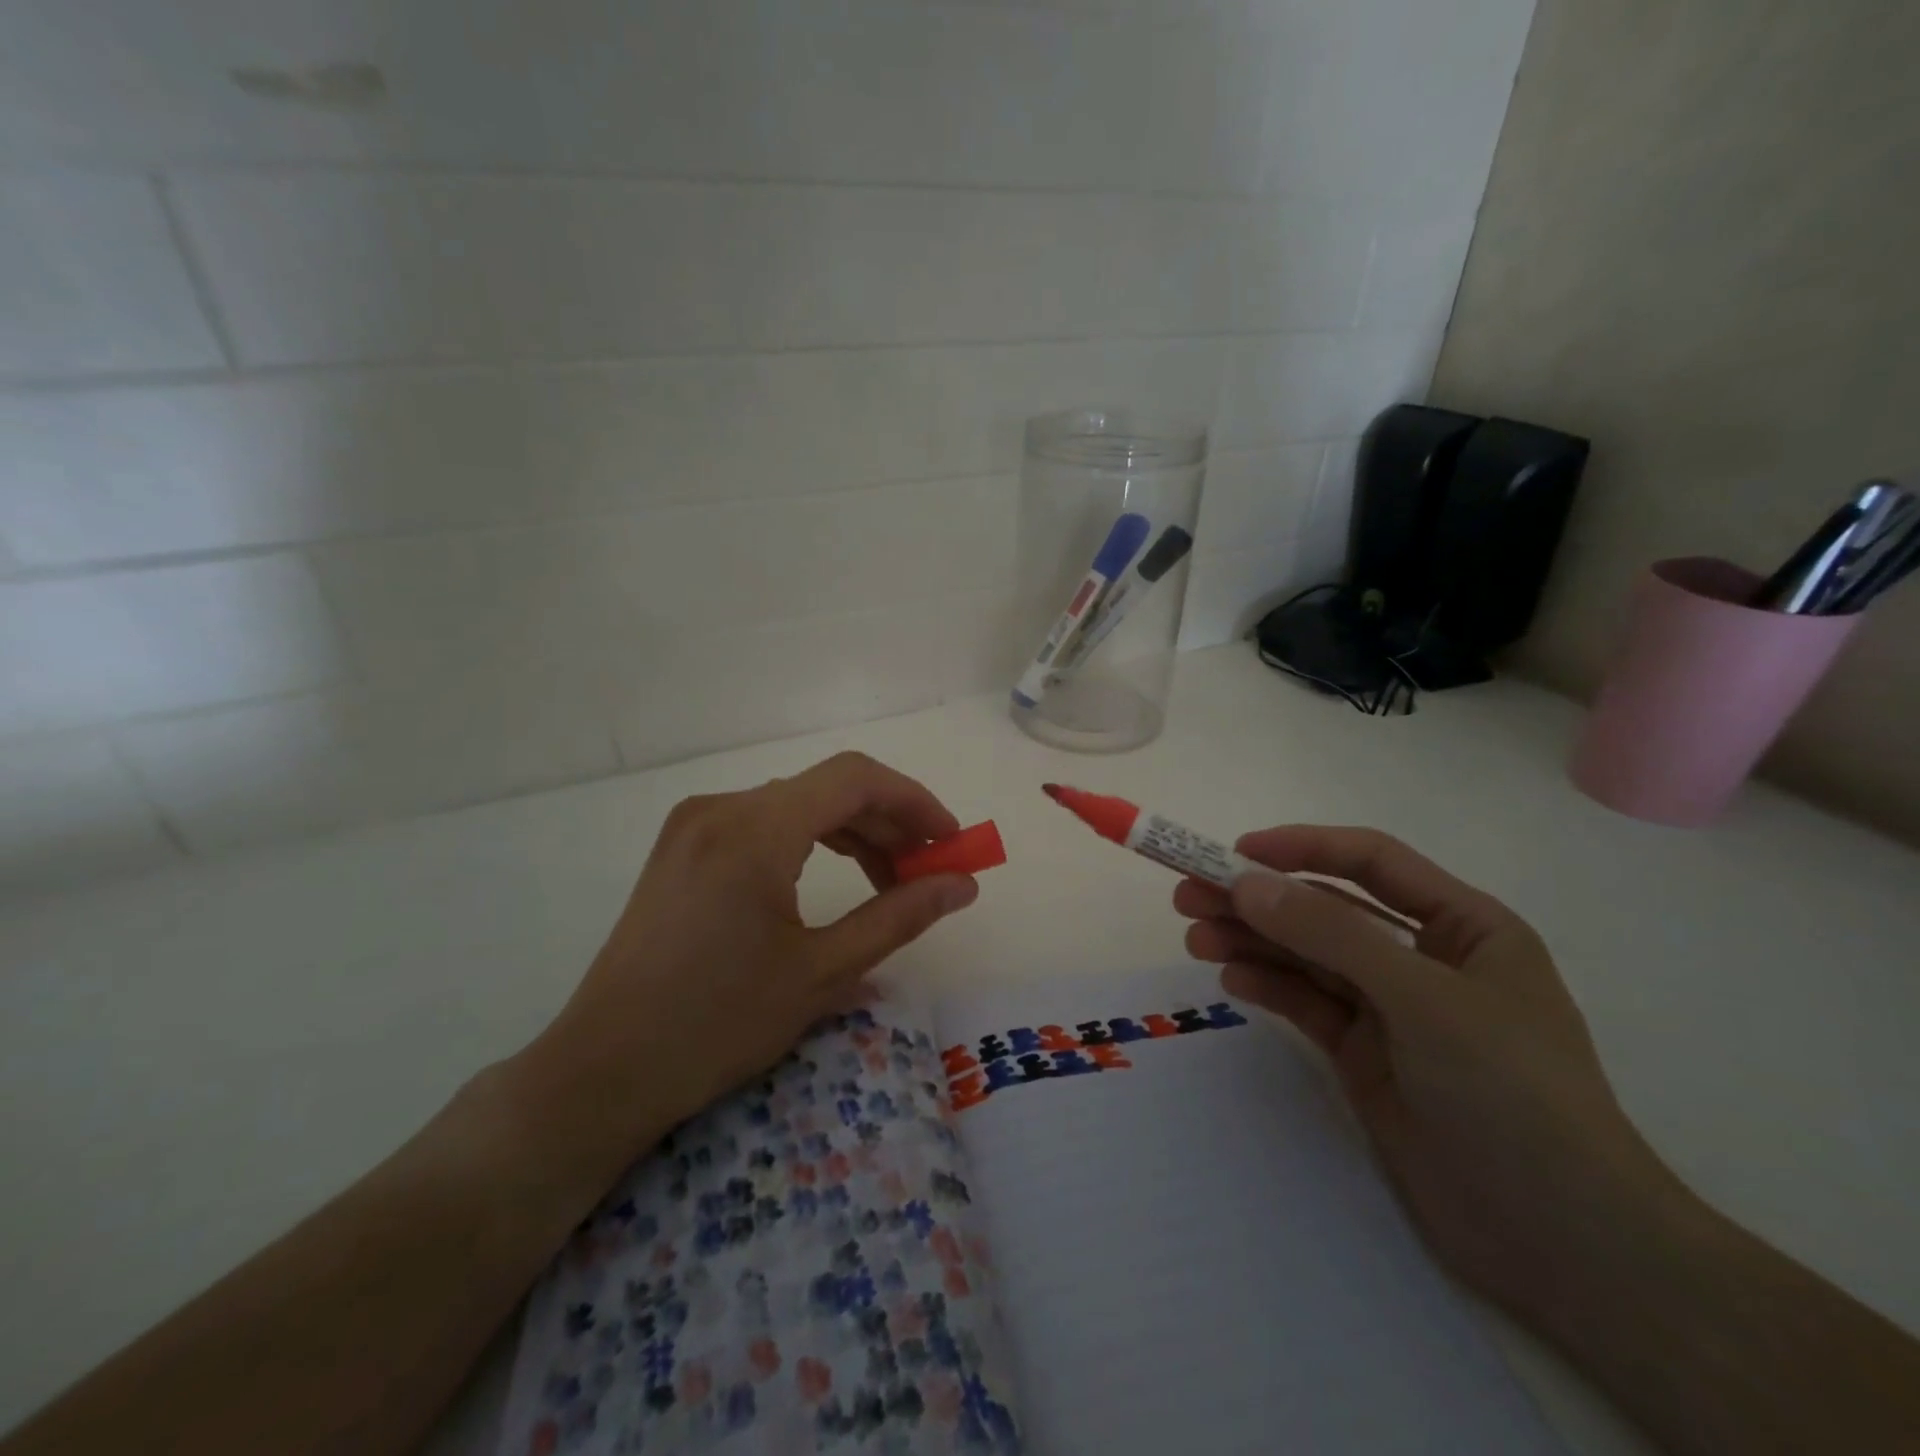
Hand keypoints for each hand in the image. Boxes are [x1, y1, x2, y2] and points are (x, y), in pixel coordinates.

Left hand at [523, 752, 979, 1161]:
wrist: (603, 1070)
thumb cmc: (717, 1025)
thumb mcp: (822, 972)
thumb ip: (899, 916)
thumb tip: (963, 884)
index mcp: (755, 830)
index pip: (856, 779)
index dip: (915, 802)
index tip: (952, 842)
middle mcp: (722, 807)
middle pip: (828, 789)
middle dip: (887, 823)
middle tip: (928, 872)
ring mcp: (695, 824)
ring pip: (796, 805)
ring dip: (851, 833)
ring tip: (889, 881)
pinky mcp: (683, 846)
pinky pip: (763, 823)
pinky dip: (809, 841)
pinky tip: (833, 878)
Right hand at [1174, 827, 1688, 1326]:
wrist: (1562, 1241)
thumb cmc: (1512, 1093)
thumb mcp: (1423, 999)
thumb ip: (1331, 935)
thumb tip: (1246, 883)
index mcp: (1463, 926)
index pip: (1371, 862)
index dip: (1302, 847)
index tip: (1234, 851)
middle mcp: (1423, 957)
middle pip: (1326, 909)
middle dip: (1259, 899)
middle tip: (1188, 897)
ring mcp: (1391, 1009)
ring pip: (1307, 956)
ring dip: (1252, 941)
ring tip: (1195, 937)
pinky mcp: (1364, 1054)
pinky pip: (1306, 1003)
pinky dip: (1268, 986)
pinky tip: (1230, 979)